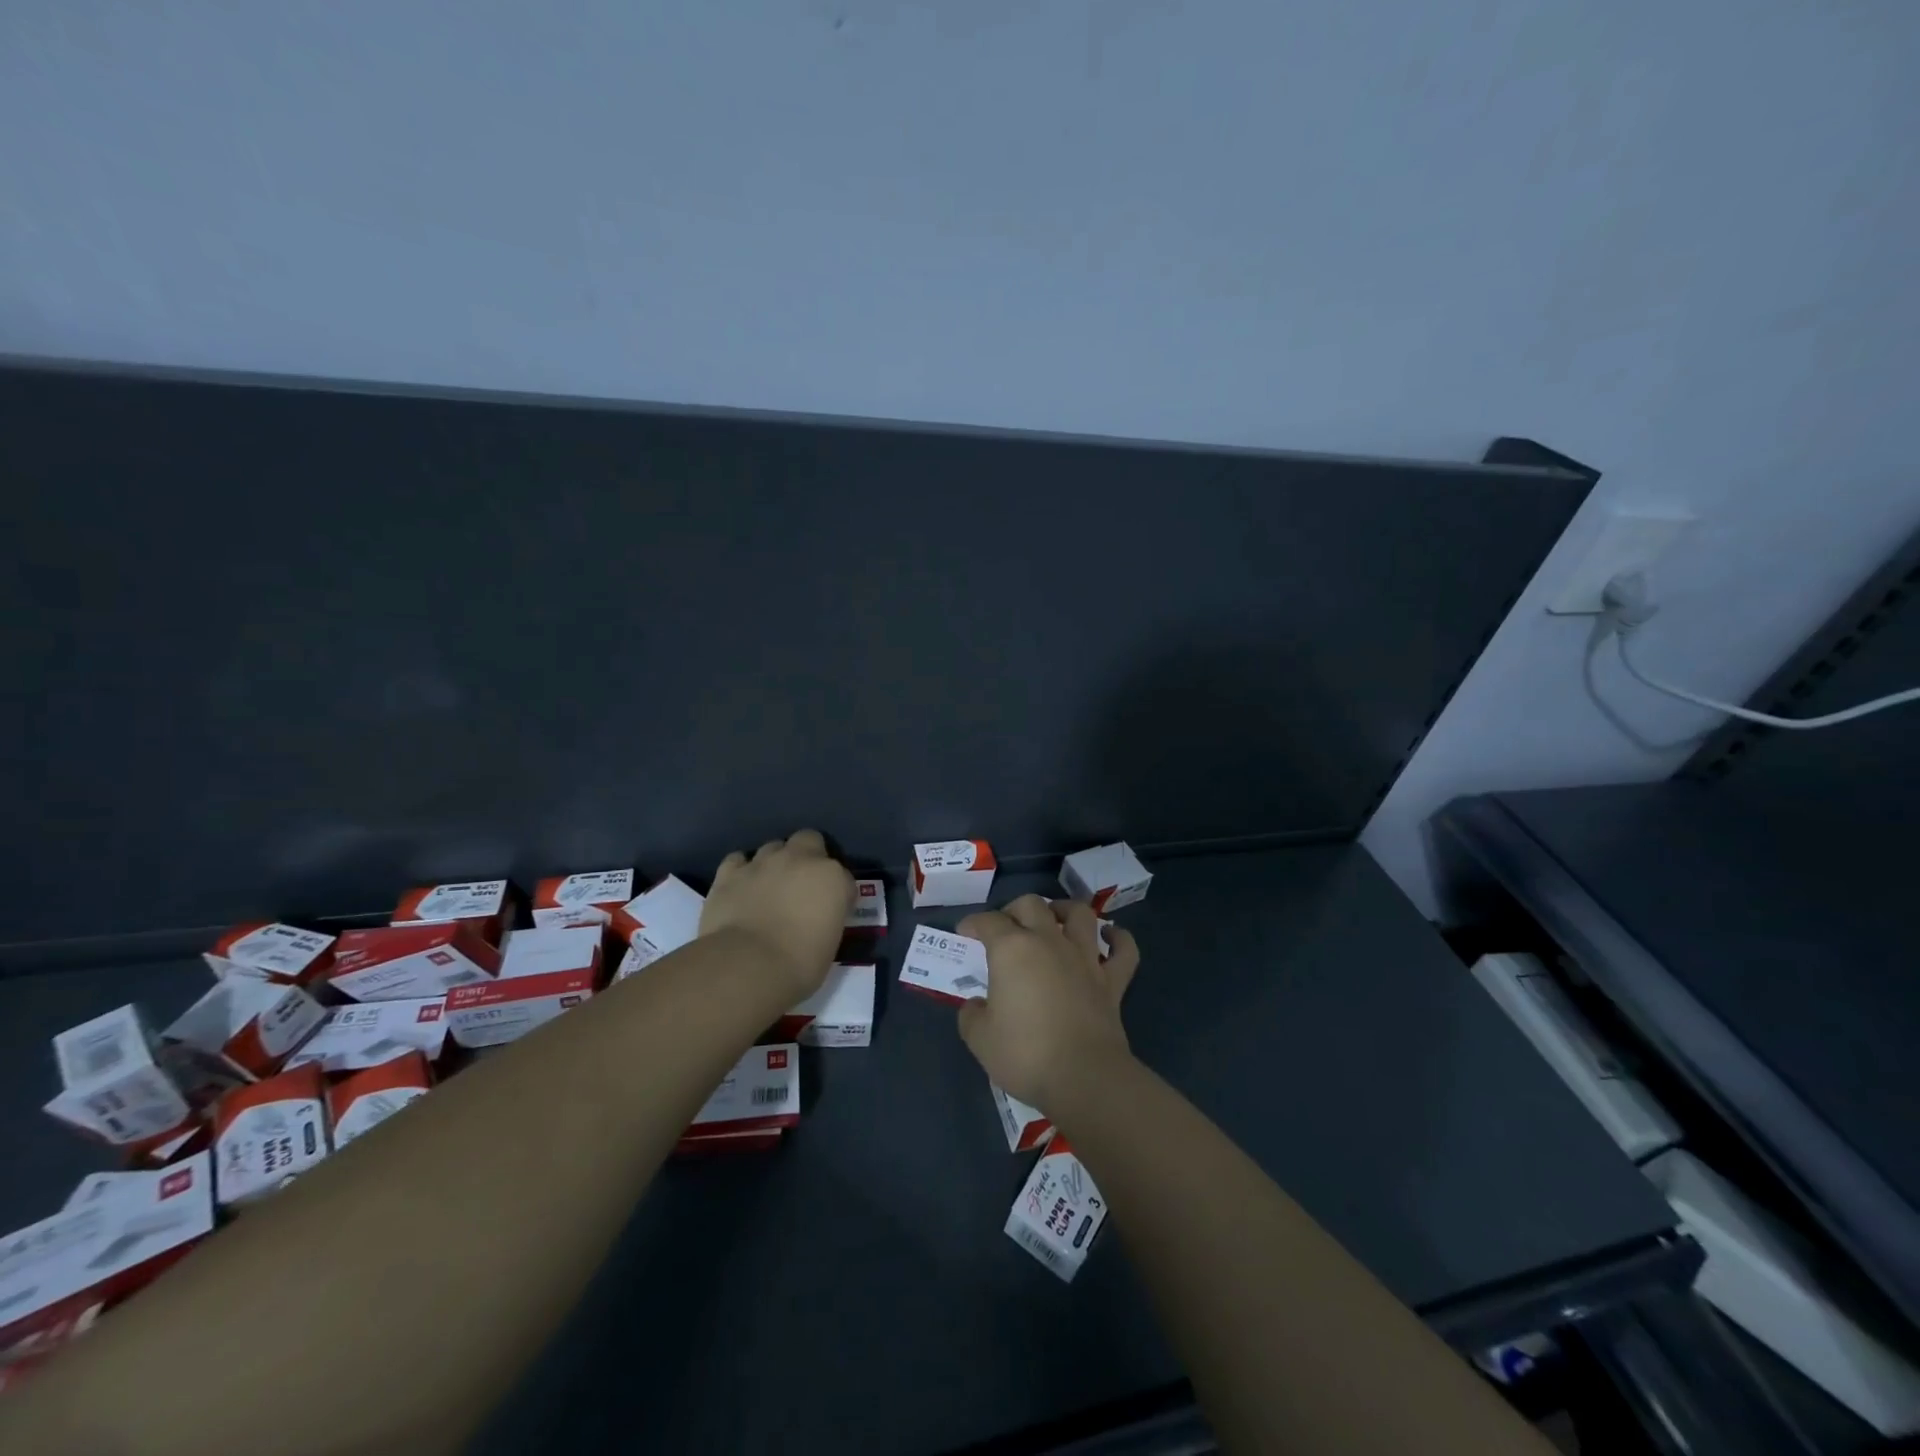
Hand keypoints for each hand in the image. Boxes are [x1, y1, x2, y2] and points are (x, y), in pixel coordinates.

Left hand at [700, 830, 852, 1002]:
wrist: (747, 967)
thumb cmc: (799, 965)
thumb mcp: (830, 943)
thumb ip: (827, 918)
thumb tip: (817, 918)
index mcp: (832, 878)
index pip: (844, 877)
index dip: (839, 893)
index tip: (833, 911)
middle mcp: (800, 859)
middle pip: (810, 840)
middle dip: (809, 856)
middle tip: (803, 885)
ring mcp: (763, 862)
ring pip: (773, 847)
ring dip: (775, 863)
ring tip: (770, 887)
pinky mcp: (730, 873)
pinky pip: (737, 860)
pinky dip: (741, 871)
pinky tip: (741, 887)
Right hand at [955, 894, 1139, 1110]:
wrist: (1084, 1077)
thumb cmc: (1025, 1055)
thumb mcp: (980, 1039)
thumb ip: (972, 1016)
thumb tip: (976, 1006)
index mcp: (1012, 950)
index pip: (988, 922)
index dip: (973, 922)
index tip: (965, 931)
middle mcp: (1049, 942)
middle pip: (1032, 905)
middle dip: (1014, 909)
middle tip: (1006, 926)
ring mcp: (1085, 959)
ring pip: (1080, 914)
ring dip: (1065, 910)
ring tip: (1055, 917)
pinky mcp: (1112, 982)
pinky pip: (1124, 950)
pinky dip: (1119, 938)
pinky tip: (1110, 936)